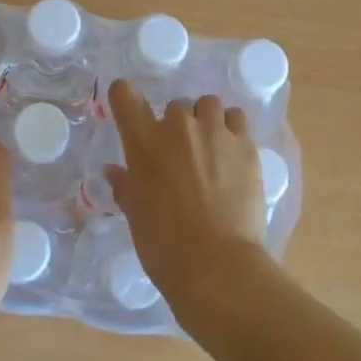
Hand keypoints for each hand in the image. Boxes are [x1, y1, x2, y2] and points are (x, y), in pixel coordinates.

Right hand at [104, 83, 271, 320]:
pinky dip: (232, 129)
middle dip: (176, 125)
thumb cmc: (164, 245)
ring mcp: (214, 131)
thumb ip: (126, 186)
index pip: (125, 95)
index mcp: (143, 142)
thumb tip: (114, 171)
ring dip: (206, 120)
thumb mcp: (136, 216)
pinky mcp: (245, 144)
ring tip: (211, 148)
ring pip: (209, 105)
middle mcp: (178, 126)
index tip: (129, 108)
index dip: (124, 96)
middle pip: (175, 105)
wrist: (217, 265)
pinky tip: (233, 153)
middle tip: (181, 155)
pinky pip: (237, 118)